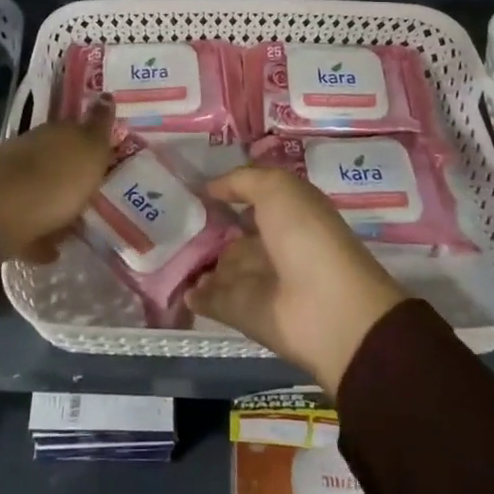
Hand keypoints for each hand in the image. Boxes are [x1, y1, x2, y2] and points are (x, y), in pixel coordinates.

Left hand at [0, 97, 113, 260]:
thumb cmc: (52, 183)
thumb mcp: (88, 151)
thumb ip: (98, 126)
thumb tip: (105, 95)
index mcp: (53, 132)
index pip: (77, 127)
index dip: (92, 140)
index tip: (106, 154)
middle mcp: (29, 148)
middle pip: (56, 157)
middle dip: (72, 170)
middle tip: (94, 188)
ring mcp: (9, 178)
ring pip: (41, 186)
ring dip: (56, 200)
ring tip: (77, 223)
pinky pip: (27, 219)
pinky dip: (40, 230)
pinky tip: (53, 247)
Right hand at [188, 167, 406, 393]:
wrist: (326, 309)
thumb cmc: (306, 236)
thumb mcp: (277, 188)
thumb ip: (242, 181)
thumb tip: (210, 188)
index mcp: (290, 215)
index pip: (256, 201)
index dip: (229, 194)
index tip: (194, 189)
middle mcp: (275, 246)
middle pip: (236, 237)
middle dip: (209, 231)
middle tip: (175, 222)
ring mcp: (258, 281)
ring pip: (223, 267)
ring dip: (200, 263)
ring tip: (167, 251)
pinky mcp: (242, 312)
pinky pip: (213, 299)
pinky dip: (196, 294)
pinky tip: (177, 284)